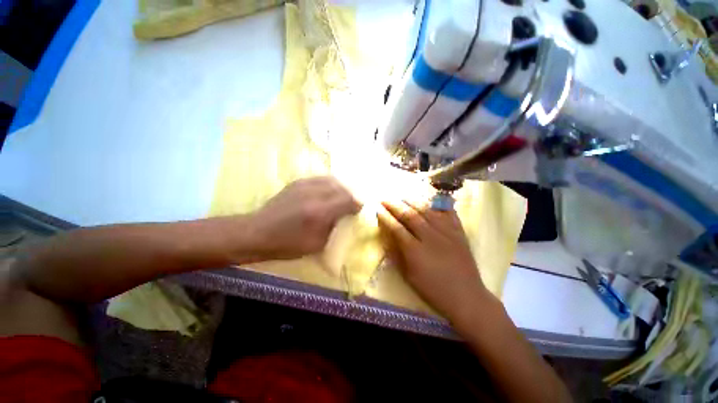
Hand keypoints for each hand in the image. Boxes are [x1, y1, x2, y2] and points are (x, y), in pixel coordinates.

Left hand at [250, 177, 361, 260]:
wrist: (257, 232)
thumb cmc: (288, 244)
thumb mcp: (317, 243)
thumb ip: (335, 227)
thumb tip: (345, 215)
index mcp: (320, 212)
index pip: (348, 199)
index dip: (357, 204)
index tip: (358, 210)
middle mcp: (314, 194)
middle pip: (343, 187)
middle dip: (351, 195)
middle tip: (352, 204)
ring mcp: (305, 185)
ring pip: (333, 180)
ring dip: (341, 188)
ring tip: (342, 197)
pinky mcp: (298, 182)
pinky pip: (321, 179)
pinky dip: (330, 184)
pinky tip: (329, 192)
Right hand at [377, 200, 492, 321]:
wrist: (466, 297)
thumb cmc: (433, 290)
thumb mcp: (409, 276)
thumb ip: (397, 254)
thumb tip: (387, 237)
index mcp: (415, 251)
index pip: (396, 227)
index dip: (385, 216)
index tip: (378, 208)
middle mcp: (430, 237)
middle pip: (410, 215)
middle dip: (395, 205)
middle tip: (386, 198)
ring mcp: (447, 232)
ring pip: (427, 210)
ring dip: (412, 201)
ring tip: (402, 196)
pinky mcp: (459, 232)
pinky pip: (448, 213)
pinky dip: (438, 205)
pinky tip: (429, 200)